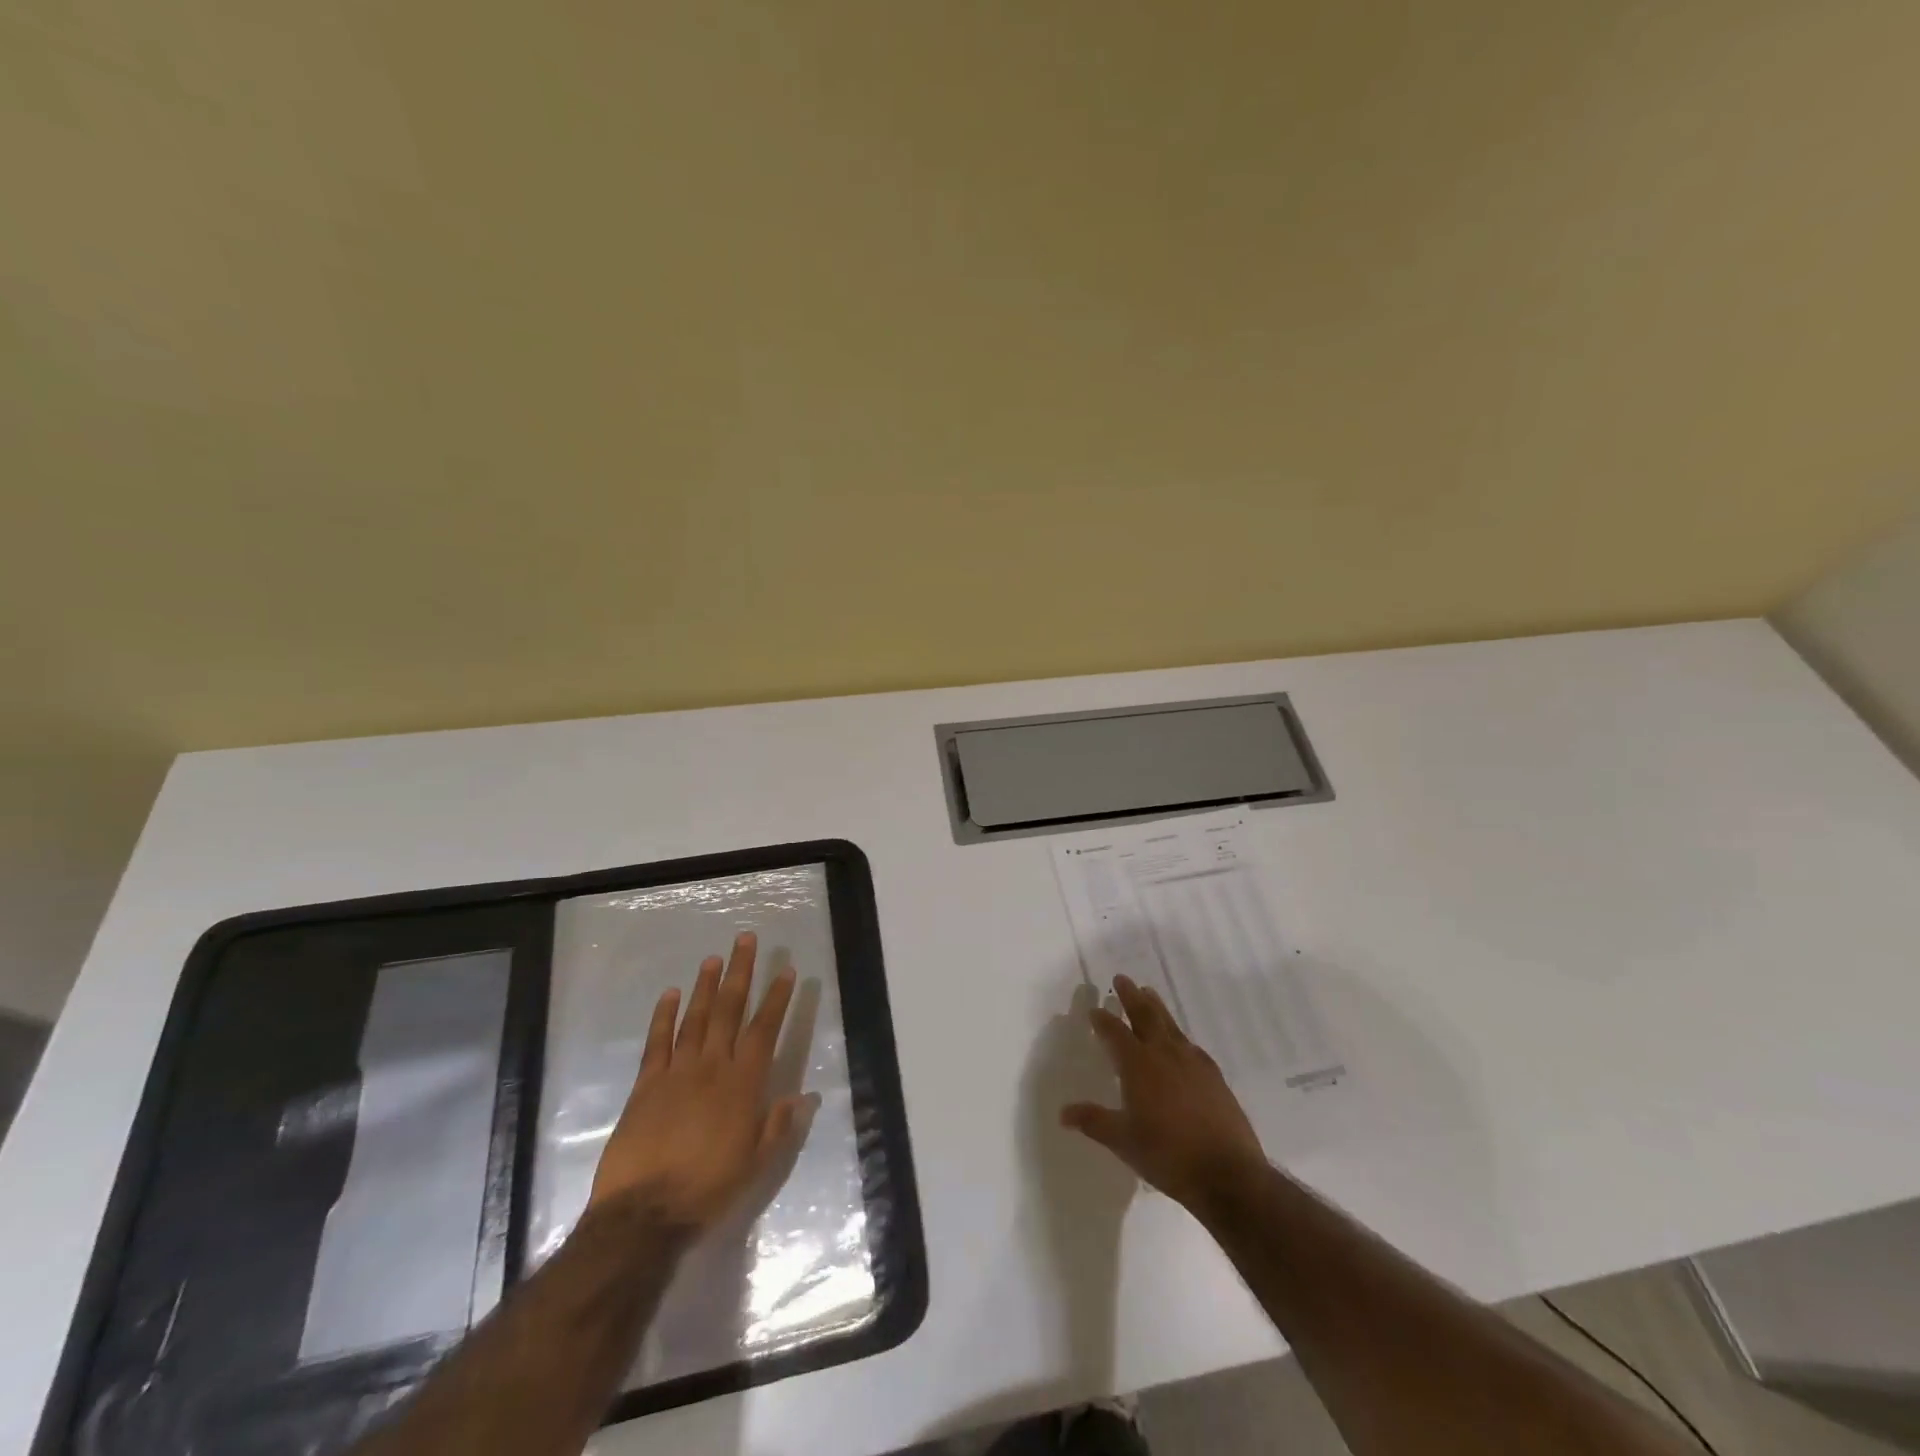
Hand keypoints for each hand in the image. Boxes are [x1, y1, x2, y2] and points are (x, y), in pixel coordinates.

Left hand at [588, 931, 802, 1230]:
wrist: (643, 1214)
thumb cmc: (707, 1189)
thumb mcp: (756, 1165)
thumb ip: (778, 1126)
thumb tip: (805, 1097)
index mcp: (742, 1085)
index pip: (764, 1030)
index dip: (777, 998)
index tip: (786, 971)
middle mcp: (712, 1067)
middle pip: (730, 1010)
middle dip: (741, 973)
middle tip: (746, 940)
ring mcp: (676, 1072)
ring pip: (695, 1017)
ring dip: (706, 985)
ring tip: (715, 958)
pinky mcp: (646, 1084)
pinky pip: (657, 1041)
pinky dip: (663, 1015)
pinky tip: (670, 994)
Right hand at [1061, 974, 1266, 1215]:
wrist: (1227, 1173)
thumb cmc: (1167, 1155)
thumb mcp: (1123, 1141)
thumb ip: (1094, 1121)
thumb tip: (1063, 1113)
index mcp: (1138, 1064)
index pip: (1114, 1032)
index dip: (1102, 1020)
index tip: (1094, 1010)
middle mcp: (1164, 1053)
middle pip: (1145, 1015)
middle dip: (1131, 996)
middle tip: (1122, 978)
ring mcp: (1192, 1061)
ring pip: (1169, 1024)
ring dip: (1156, 1007)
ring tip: (1149, 993)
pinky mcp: (1213, 1074)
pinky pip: (1189, 1043)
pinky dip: (1177, 1034)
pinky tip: (1179, 1041)